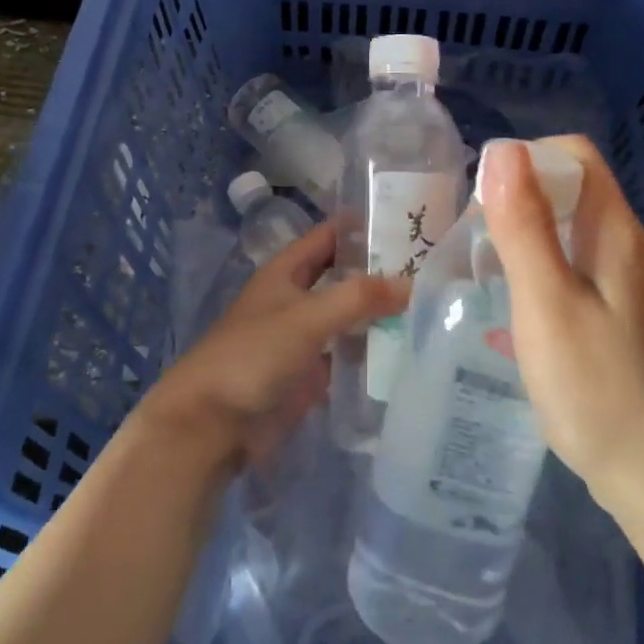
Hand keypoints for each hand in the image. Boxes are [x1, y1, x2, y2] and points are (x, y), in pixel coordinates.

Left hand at [139, 222, 406, 469]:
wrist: (212, 424)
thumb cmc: (253, 355)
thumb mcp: (306, 317)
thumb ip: (358, 298)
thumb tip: (411, 283)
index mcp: (285, 272)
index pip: (328, 237)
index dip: (360, 226)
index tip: (405, 219)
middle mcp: (295, 299)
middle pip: (341, 276)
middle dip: (377, 271)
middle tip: (429, 265)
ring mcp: (303, 338)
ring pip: (347, 316)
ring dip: (378, 311)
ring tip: (431, 303)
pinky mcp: (310, 374)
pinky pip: (346, 354)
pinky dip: (371, 350)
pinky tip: (407, 348)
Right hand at [480, 136, 643, 501]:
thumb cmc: (601, 388)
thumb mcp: (548, 302)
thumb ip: (524, 226)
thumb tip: (502, 149)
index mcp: (613, 231)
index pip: (573, 155)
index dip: (525, 160)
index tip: (481, 201)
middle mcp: (623, 249)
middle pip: (567, 192)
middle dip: (514, 202)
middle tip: (471, 243)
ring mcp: (622, 288)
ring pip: (565, 237)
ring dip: (520, 243)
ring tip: (480, 276)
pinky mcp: (616, 323)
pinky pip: (568, 276)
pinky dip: (534, 280)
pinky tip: (509, 319)